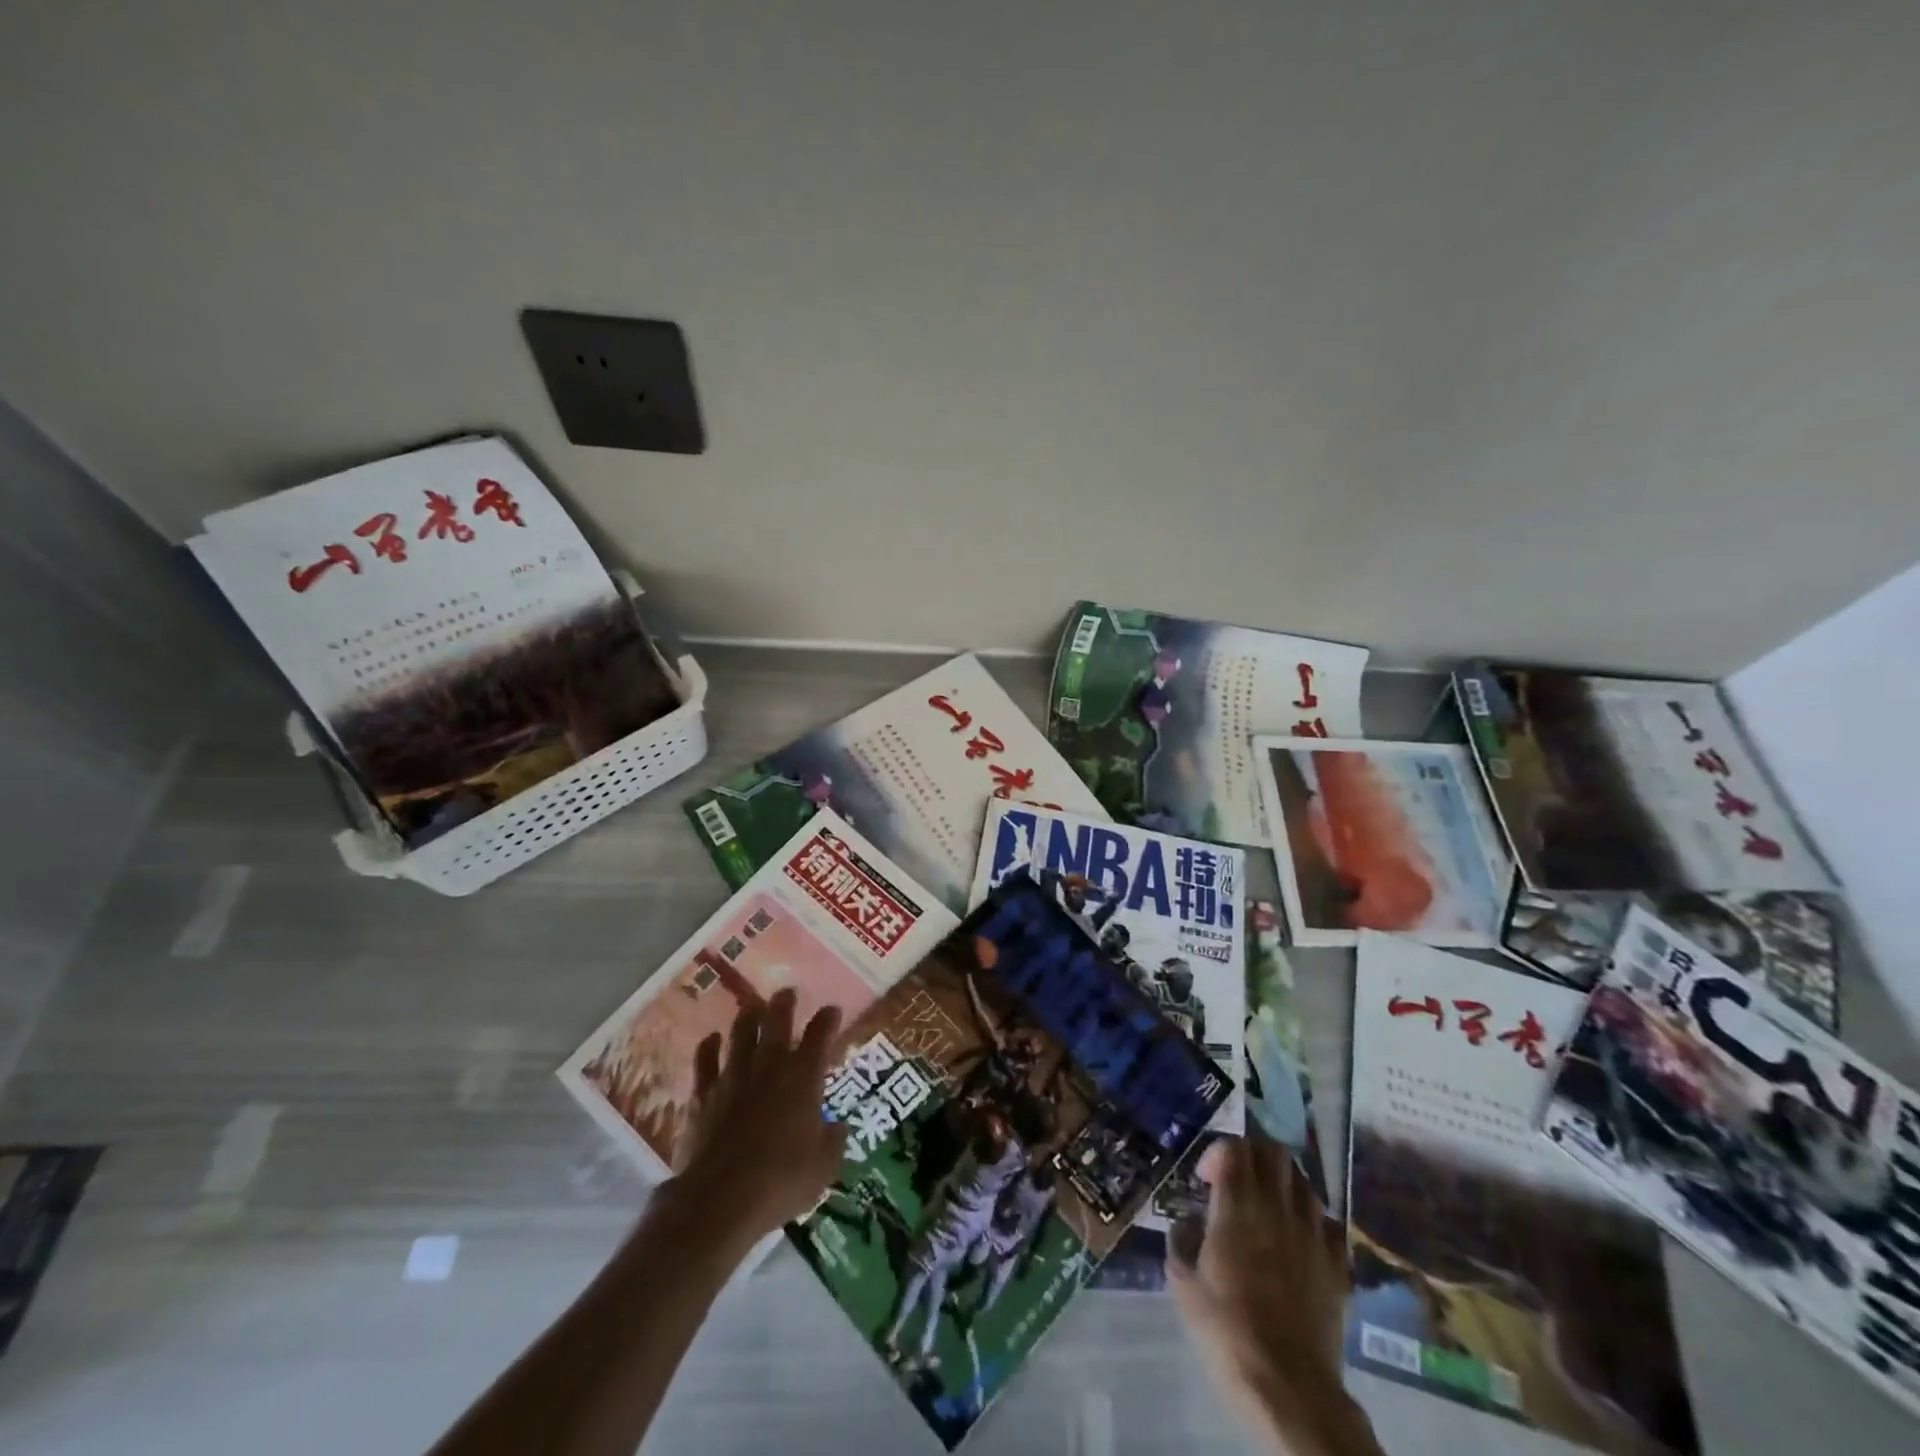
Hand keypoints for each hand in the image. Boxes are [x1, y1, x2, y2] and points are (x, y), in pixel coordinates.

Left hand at [668, 989, 847, 1247]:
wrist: (721, 1200)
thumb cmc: (782, 1181)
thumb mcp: (824, 1166)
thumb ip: (833, 1141)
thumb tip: (837, 1127)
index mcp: (804, 1077)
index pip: (820, 1036)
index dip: (828, 1019)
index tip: (832, 1010)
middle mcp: (770, 1066)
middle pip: (777, 1022)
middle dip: (784, 1003)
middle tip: (787, 992)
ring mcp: (733, 1077)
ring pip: (741, 1033)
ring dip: (748, 1016)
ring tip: (753, 1005)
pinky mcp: (703, 1095)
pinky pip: (705, 1061)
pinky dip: (708, 1047)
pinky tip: (711, 1038)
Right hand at [1167, 1137, 1379, 1455]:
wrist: (1289, 1386)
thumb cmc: (1227, 1332)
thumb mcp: (1184, 1285)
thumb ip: (1181, 1243)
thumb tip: (1186, 1225)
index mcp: (1237, 1207)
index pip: (1234, 1148)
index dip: (1217, 1152)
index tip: (1205, 1179)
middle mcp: (1277, 1208)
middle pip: (1272, 1152)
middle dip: (1252, 1154)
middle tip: (1236, 1179)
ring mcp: (1312, 1233)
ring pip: (1302, 1180)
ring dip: (1282, 1182)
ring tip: (1267, 1205)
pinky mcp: (1336, 1262)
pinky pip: (1327, 1220)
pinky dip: (1311, 1217)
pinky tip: (1298, 1237)